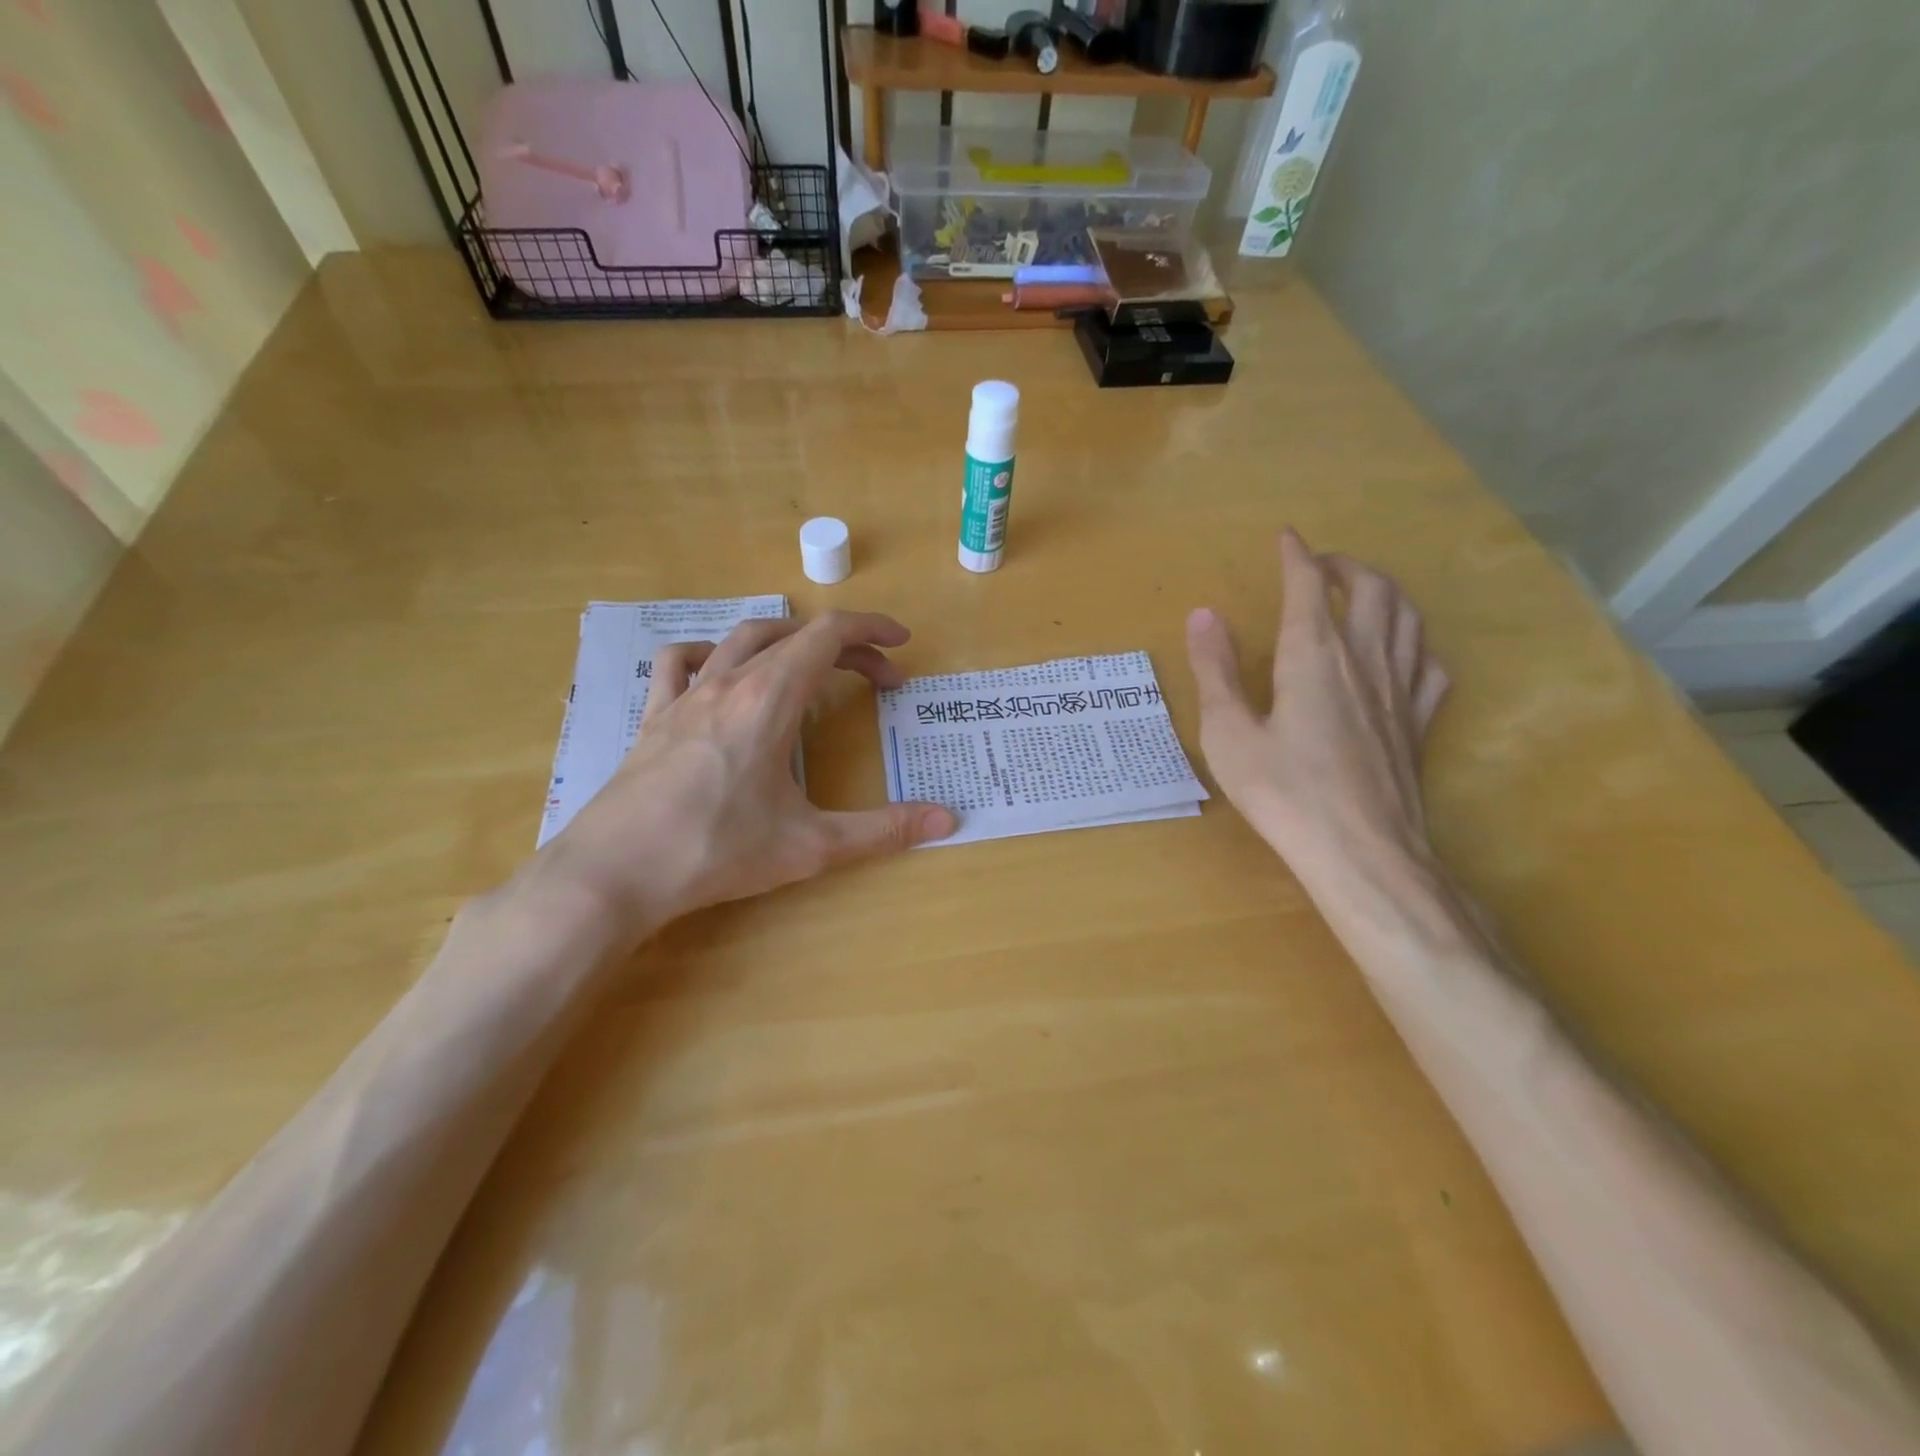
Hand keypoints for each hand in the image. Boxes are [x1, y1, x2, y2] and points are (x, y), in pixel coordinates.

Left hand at [541, 611, 955, 939]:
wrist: (613, 873)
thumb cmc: (716, 852)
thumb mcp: (810, 845)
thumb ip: (883, 830)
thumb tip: (947, 820)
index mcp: (770, 699)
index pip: (829, 635)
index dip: (872, 630)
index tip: (901, 647)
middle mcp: (729, 682)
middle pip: (795, 636)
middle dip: (845, 647)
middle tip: (877, 680)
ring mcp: (686, 696)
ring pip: (741, 638)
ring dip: (787, 641)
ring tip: (813, 667)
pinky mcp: (656, 717)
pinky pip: (682, 662)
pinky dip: (713, 653)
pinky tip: (723, 675)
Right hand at [1184, 529, 1448, 896]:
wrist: (1361, 851)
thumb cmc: (1283, 793)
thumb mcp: (1228, 734)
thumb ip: (1215, 671)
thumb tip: (1203, 615)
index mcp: (1314, 656)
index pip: (1309, 586)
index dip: (1296, 555)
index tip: (1286, 537)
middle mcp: (1364, 660)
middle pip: (1372, 589)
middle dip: (1345, 565)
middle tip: (1320, 565)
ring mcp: (1401, 691)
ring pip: (1408, 617)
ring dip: (1385, 591)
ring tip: (1363, 592)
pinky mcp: (1419, 723)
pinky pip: (1429, 665)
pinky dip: (1415, 643)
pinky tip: (1403, 653)